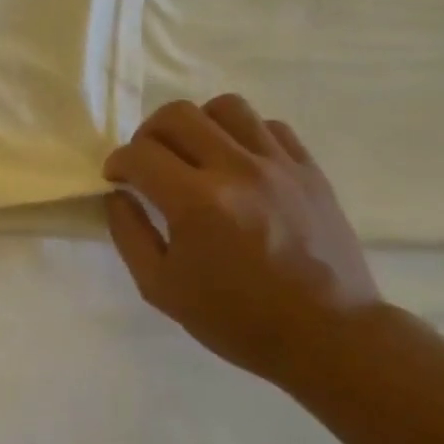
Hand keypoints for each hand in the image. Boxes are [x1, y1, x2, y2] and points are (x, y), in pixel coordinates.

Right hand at [104, 95, 381, 386]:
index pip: (140, 153)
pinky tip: (236, 165)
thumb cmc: (234, 318)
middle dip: (148, 134)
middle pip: (178, 115)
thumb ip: (129, 233)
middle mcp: (236, 170)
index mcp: (195, 203)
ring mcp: (278, 165)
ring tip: (193, 155)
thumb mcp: (160, 287)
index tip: (117, 178)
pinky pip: (269, 126)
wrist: (326, 334)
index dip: (118, 162)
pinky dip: (242, 135)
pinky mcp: (309, 170)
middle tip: (147, 162)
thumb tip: (117, 195)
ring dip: (197, 124)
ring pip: (226, 108)